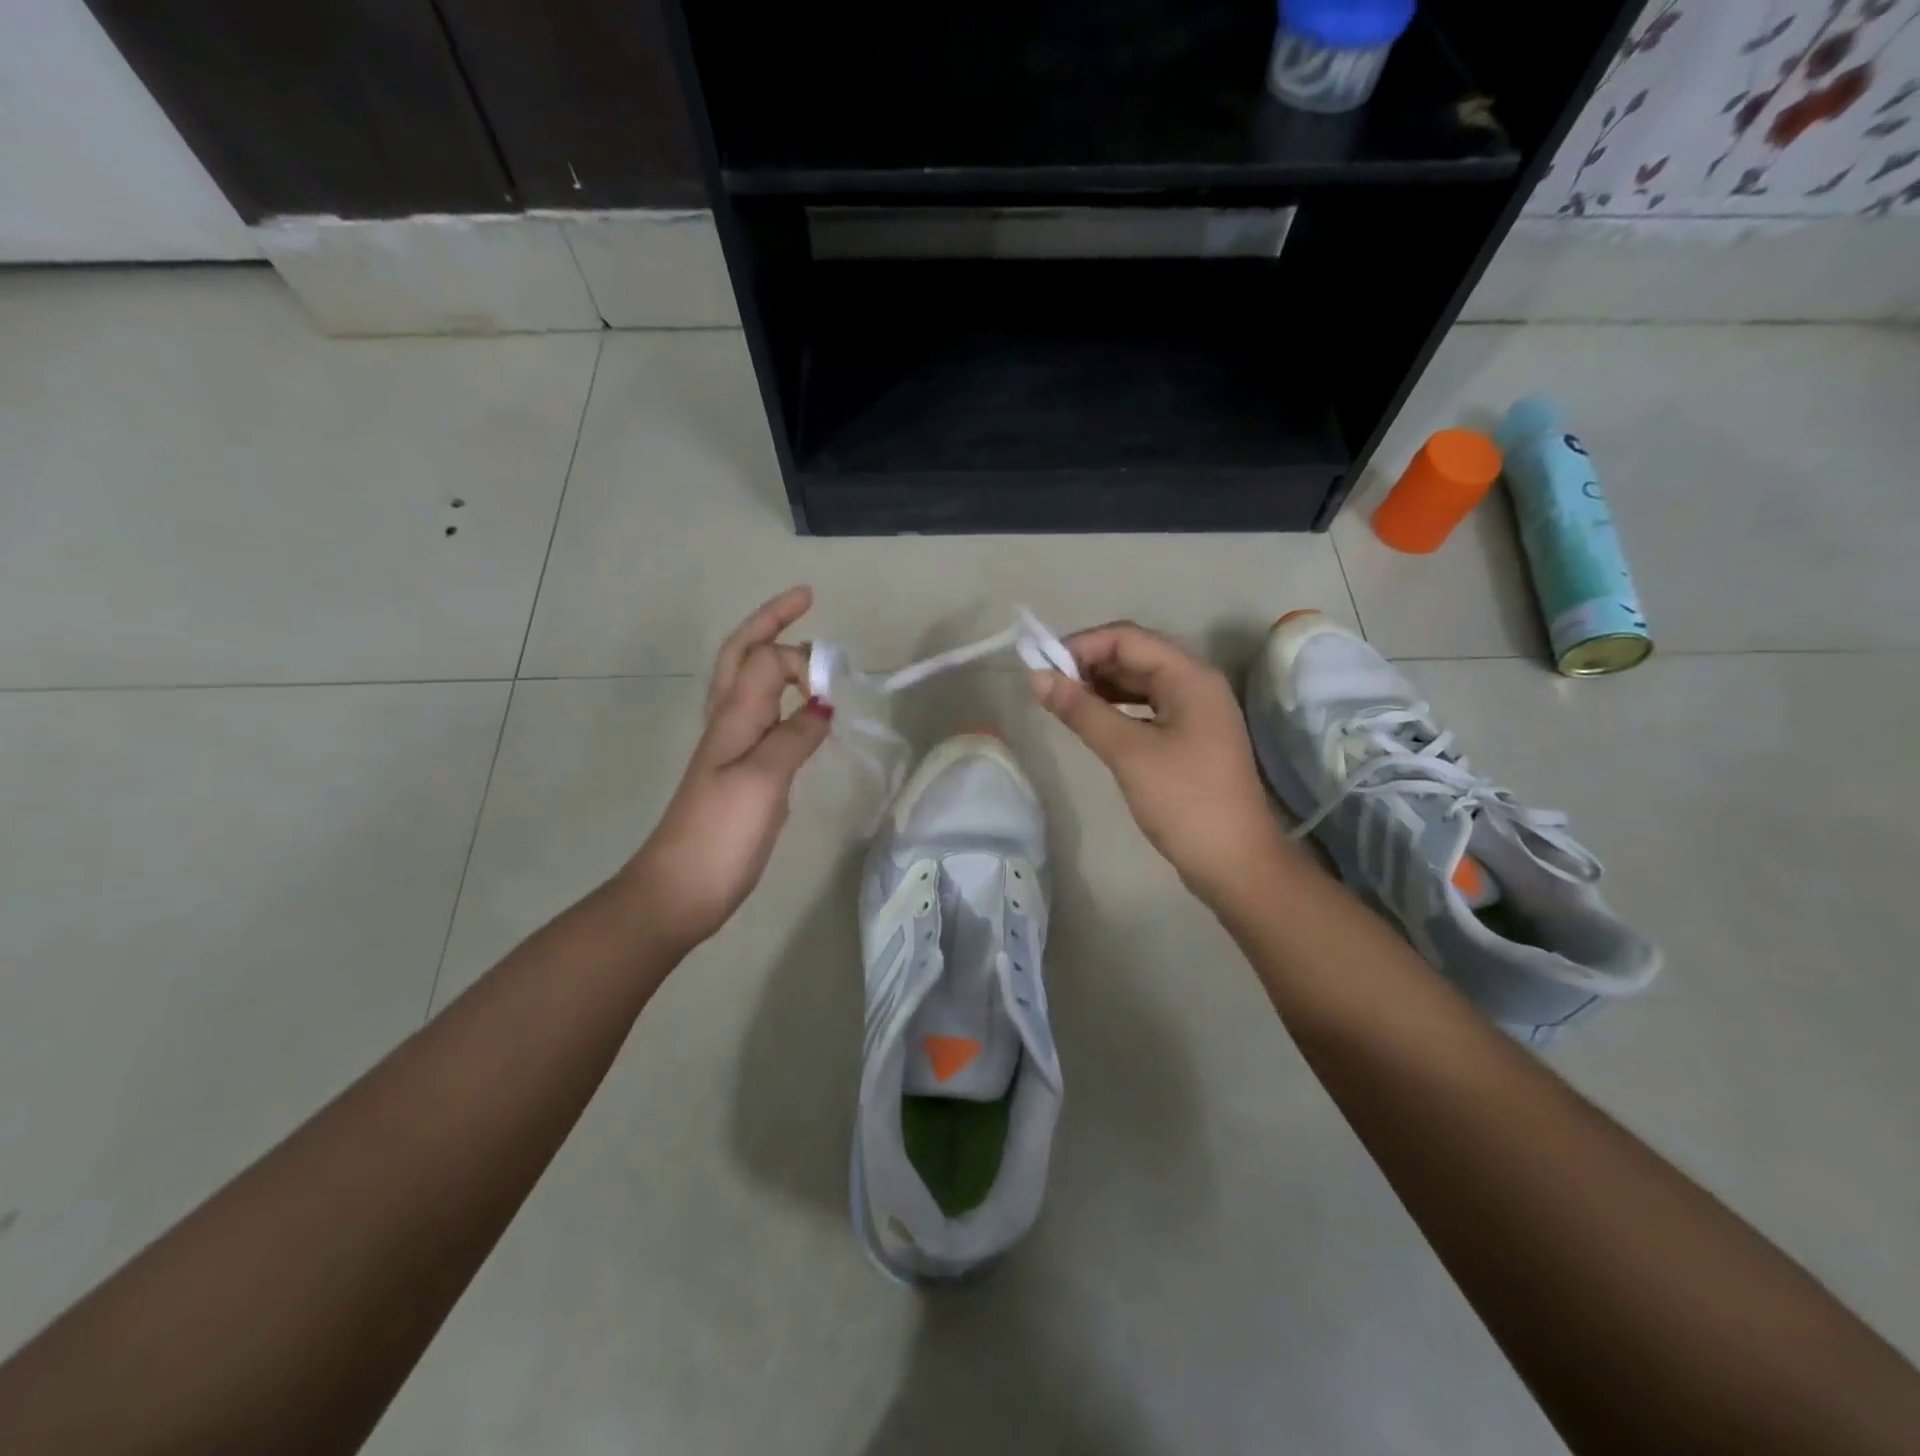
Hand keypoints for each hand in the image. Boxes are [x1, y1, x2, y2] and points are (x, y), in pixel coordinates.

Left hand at [626, 587, 832, 949]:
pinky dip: (784, 698)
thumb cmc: (719, 833)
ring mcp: (732, 747)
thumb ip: (794, 736)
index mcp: (733, 716)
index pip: (768, 660)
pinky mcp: (741, 772)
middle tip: (806, 599)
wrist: (682, 888)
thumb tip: (824, 704)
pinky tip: (802, 711)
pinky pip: (764, 717)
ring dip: (775, 654)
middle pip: (745, 655)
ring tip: (808, 649)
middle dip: (772, 621)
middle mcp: (728, 721)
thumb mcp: (762, 780)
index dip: (804, 660)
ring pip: (751, 684)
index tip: (837, 686)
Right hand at [1029, 622, 1297, 906]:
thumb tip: (1036, 678)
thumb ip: (1081, 710)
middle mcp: (1196, 684)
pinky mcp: (1189, 738)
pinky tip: (1091, 722)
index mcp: (1190, 676)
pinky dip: (1116, 709)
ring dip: (1100, 686)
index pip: (1127, 638)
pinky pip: (1147, 708)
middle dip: (1089, 665)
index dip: (1082, 646)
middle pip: (1135, 656)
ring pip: (1139, 683)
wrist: (1234, 862)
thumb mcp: (1128, 752)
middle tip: (1047, 686)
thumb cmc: (1184, 800)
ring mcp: (1195, 712)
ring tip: (1062, 702)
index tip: (1042, 667)